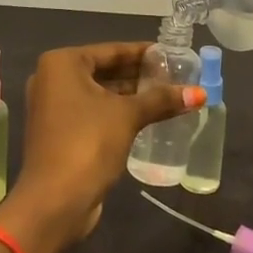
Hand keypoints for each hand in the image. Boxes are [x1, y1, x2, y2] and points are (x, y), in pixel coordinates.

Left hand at [0, 43, 202, 252]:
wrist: (54, 201)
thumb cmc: (88, 143)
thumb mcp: (128, 116)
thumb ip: (161, 100)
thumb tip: (200, 93)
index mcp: (62, 64)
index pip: (111, 50)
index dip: (143, 53)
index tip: (171, 54)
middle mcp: (52, 79)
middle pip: (105, 70)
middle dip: (139, 74)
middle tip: (174, 76)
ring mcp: (53, 107)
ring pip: (100, 93)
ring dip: (130, 95)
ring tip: (167, 96)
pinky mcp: (59, 132)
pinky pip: (94, 112)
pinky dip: (117, 112)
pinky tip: (147, 117)